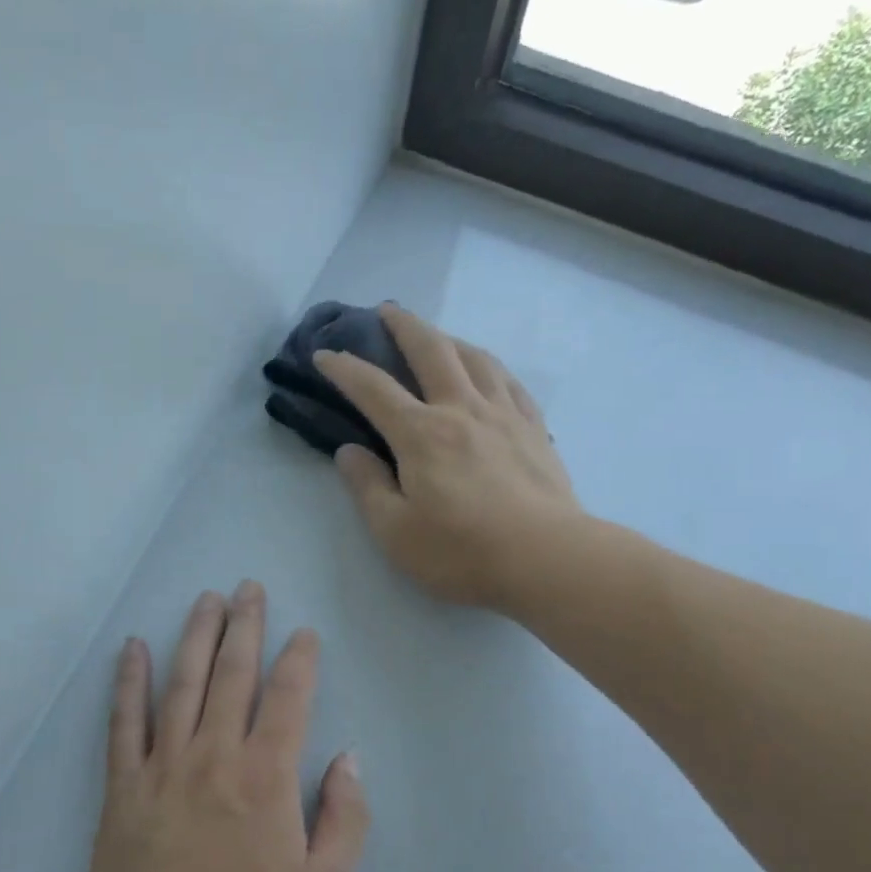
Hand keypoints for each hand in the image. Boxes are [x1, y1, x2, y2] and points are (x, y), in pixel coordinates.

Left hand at [87, 583, 367, 871]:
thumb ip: (344, 818)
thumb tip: (347, 759)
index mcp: (266, 777)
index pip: (288, 699)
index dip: (299, 660)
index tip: (303, 633)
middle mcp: (214, 756)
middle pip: (232, 675)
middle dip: (244, 627)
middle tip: (248, 588)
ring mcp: (163, 768)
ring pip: (181, 685)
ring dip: (195, 637)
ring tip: (204, 600)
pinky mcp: (123, 788)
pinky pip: (124, 723)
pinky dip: (129, 682)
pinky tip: (134, 649)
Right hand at [317, 304, 578, 611]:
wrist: (546, 559)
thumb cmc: (461, 552)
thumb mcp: (395, 532)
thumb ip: (367, 488)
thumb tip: (349, 452)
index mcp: (421, 434)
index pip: (373, 389)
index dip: (345, 369)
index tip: (324, 355)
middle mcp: (461, 410)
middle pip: (431, 351)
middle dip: (404, 327)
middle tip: (387, 312)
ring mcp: (504, 415)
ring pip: (475, 358)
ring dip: (450, 338)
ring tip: (438, 337)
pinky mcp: (534, 429)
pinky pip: (509, 382)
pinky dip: (490, 367)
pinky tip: (488, 372)